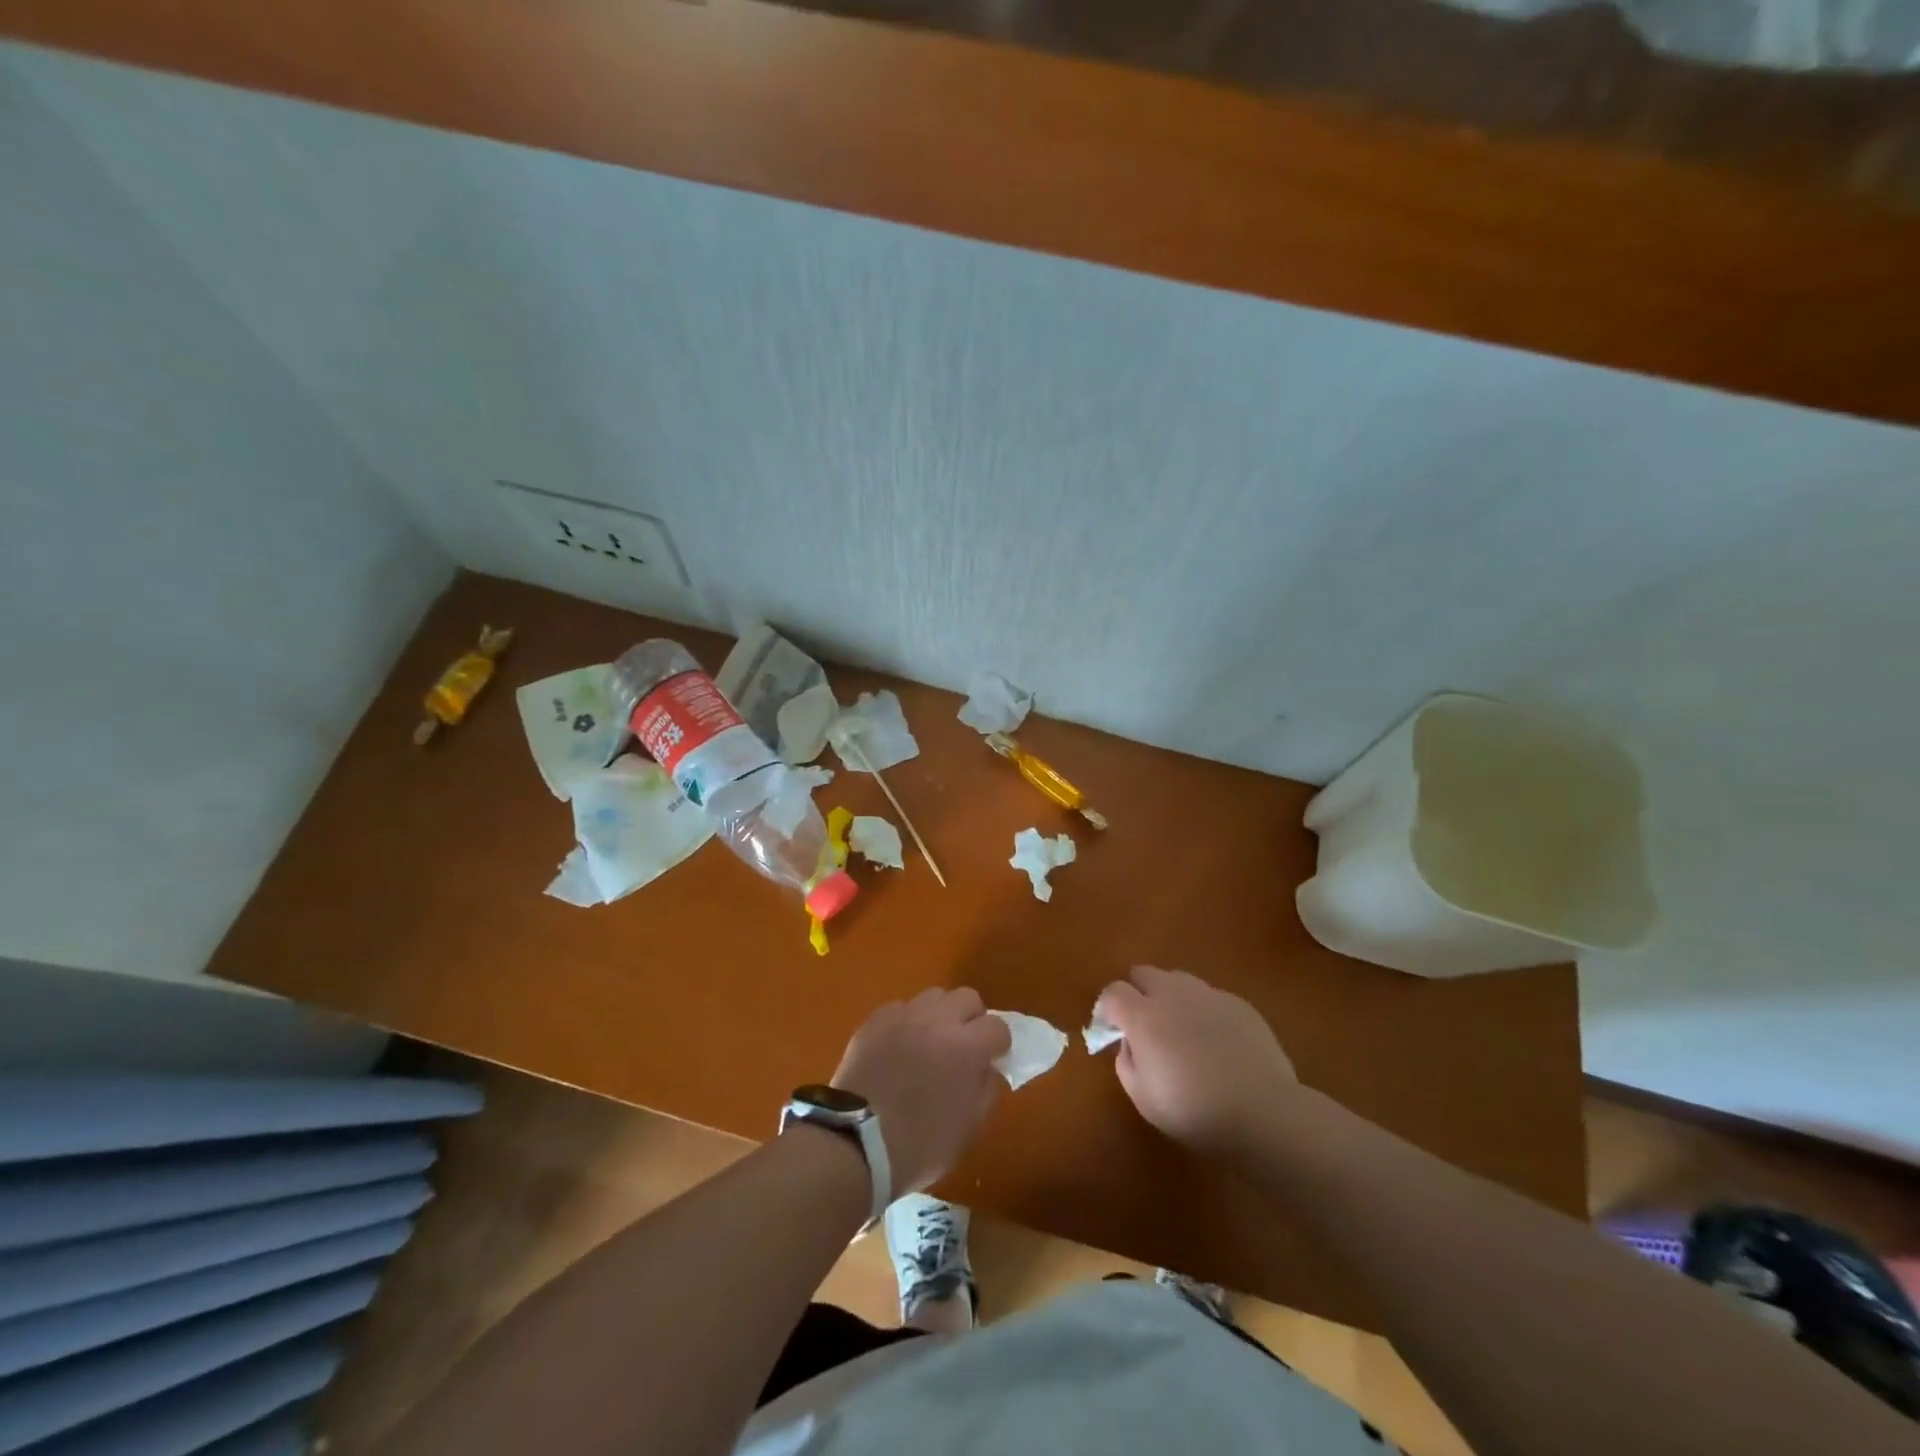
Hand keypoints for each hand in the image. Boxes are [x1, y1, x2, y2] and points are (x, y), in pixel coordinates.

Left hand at [831, 987, 1010, 1196]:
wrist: (856, 1143)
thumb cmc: (919, 1145)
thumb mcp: (968, 1128)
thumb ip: (985, 1089)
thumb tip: (988, 1067)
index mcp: (966, 1047)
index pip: (998, 1027)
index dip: (998, 1045)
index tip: (992, 1060)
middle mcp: (938, 1020)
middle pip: (967, 997)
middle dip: (971, 1019)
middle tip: (963, 1046)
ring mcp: (904, 1015)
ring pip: (934, 997)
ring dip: (940, 1015)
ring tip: (930, 1042)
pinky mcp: (875, 1019)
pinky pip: (901, 1009)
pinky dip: (907, 1023)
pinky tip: (899, 1048)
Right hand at [1096, 966, 1298, 1156]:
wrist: (1264, 1113)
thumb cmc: (1195, 1111)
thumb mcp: (1143, 1099)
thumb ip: (1126, 1063)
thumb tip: (1130, 1044)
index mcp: (1144, 1016)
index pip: (1113, 992)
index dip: (1108, 1009)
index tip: (1113, 1030)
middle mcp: (1173, 995)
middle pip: (1144, 973)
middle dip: (1138, 993)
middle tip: (1146, 1026)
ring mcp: (1209, 995)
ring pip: (1178, 980)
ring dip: (1171, 998)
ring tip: (1183, 1031)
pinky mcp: (1239, 1004)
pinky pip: (1210, 997)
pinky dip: (1204, 1012)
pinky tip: (1217, 1043)